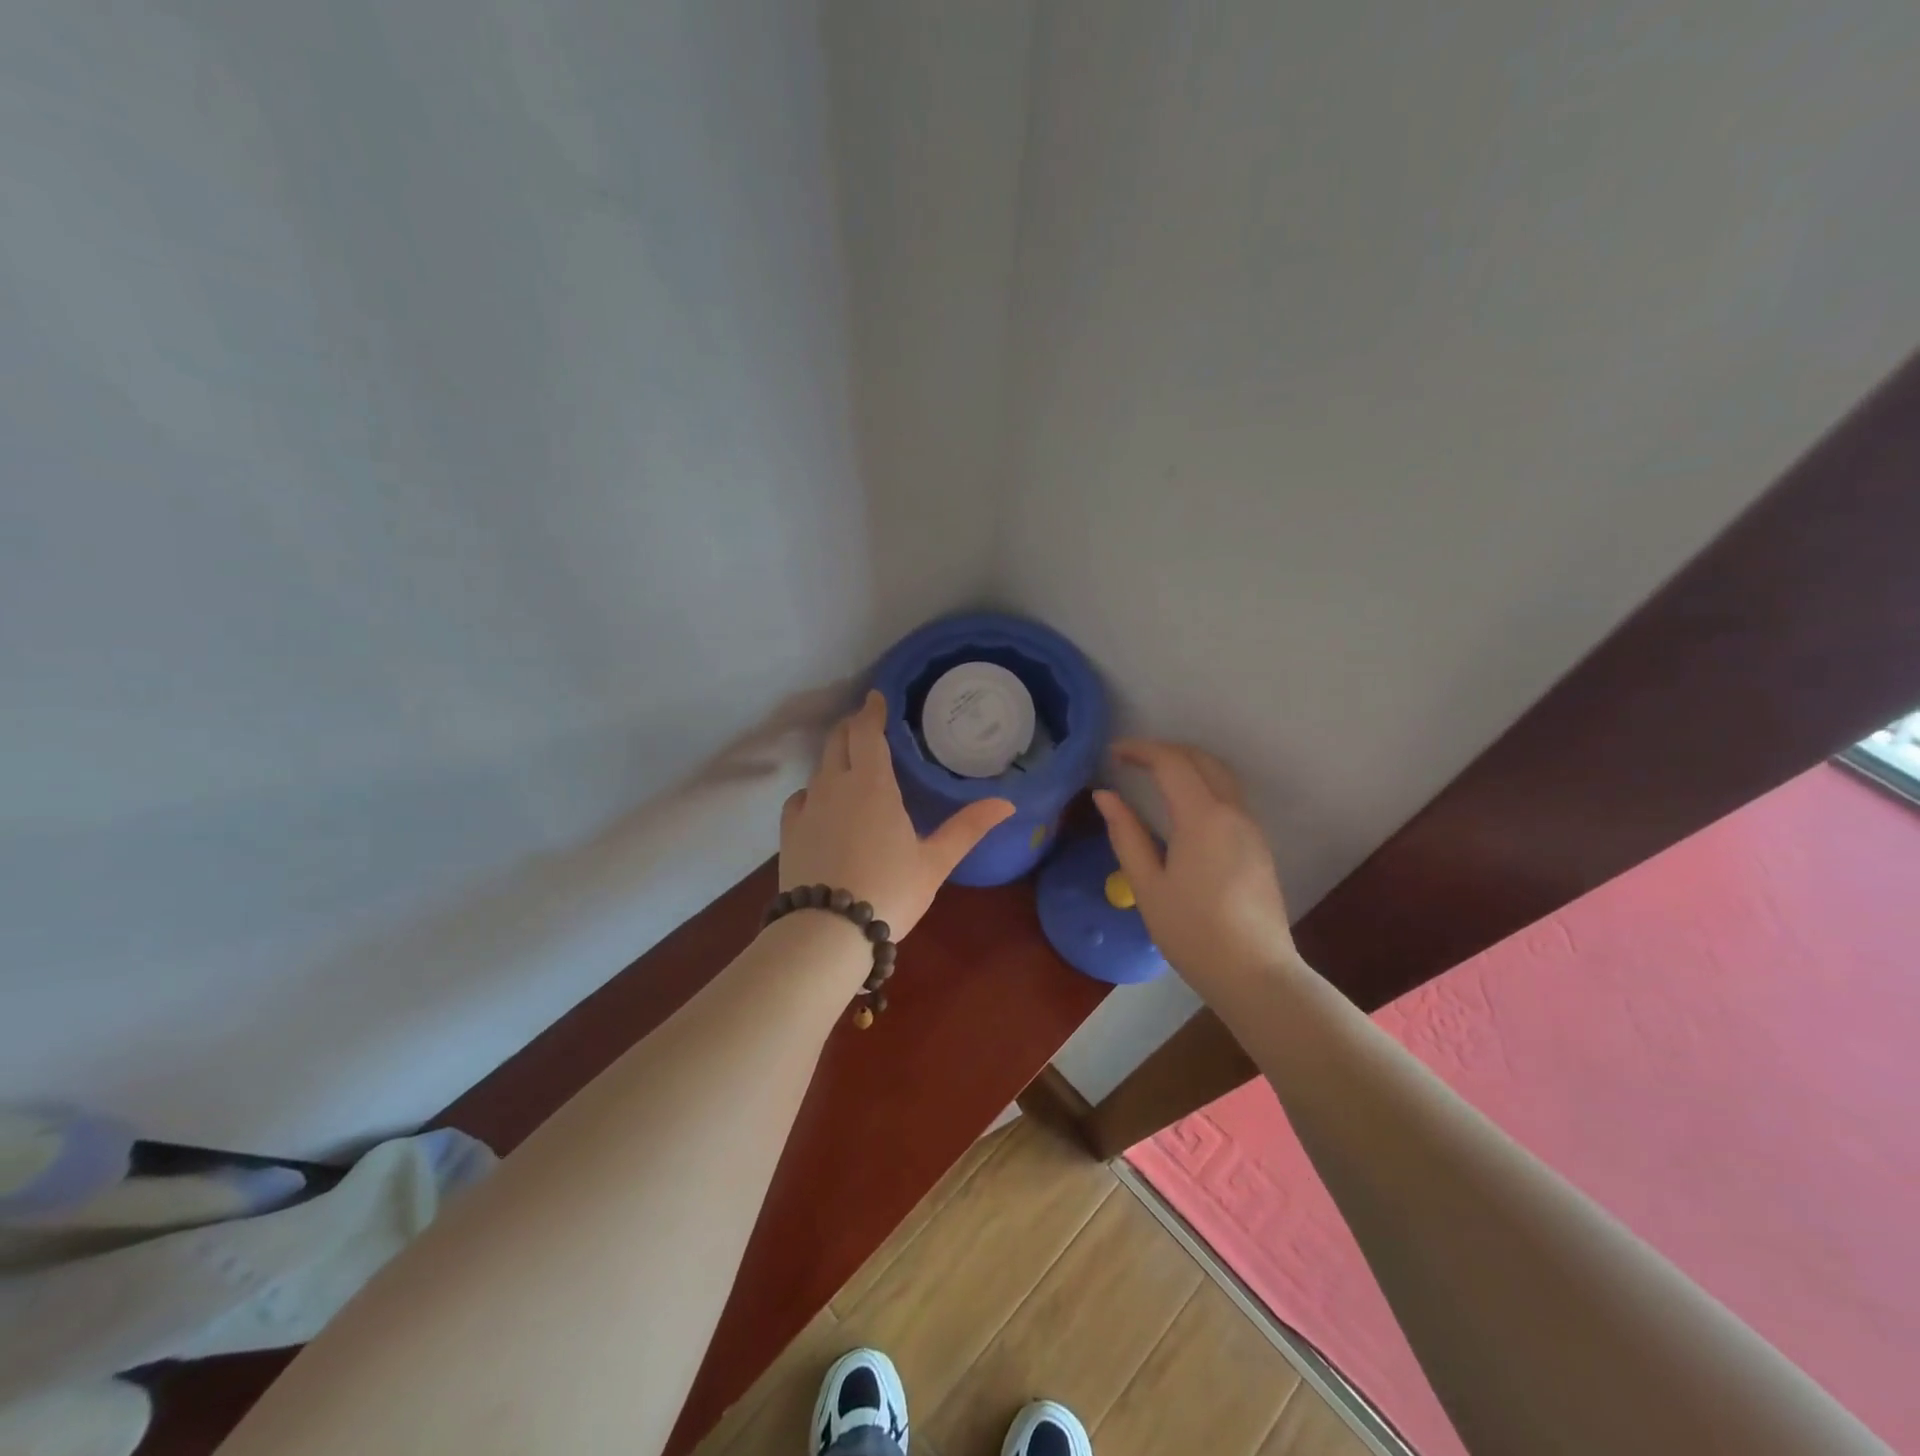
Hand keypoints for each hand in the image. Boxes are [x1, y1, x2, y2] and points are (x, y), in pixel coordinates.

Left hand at [779, 691, 1014, 938]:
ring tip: (850, 762)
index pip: (867, 732)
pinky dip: (814, 790)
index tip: (876, 697)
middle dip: (852, 726)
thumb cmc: (890, 891)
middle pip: (838, 740)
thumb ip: (968, 827)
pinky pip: (800, 797)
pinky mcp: (789, 831)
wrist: (827, 932)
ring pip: (818, 767)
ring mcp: (808, 807)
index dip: (871, 711)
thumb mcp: (935, 862)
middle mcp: (835, 785)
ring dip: (834, 756)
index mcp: (872, 784)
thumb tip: (1008, 803)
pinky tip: (821, 803)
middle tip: (867, 724)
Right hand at [1093, 740, 1296, 986]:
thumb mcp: (1148, 885)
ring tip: (1153, 777)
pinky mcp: (1258, 846)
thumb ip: (1126, 834)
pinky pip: (1230, 798)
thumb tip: (1105, 796)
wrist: (1255, 974)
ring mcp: (1251, 829)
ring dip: (1187, 765)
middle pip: (1202, 760)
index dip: (1141, 750)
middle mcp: (1233, 813)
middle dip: (1166, 750)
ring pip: (1221, 776)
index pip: (1172, 763)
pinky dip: (1203, 785)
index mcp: (1203, 818)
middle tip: (1131, 760)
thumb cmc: (1192, 932)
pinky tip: (1181, 808)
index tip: (1113, 753)